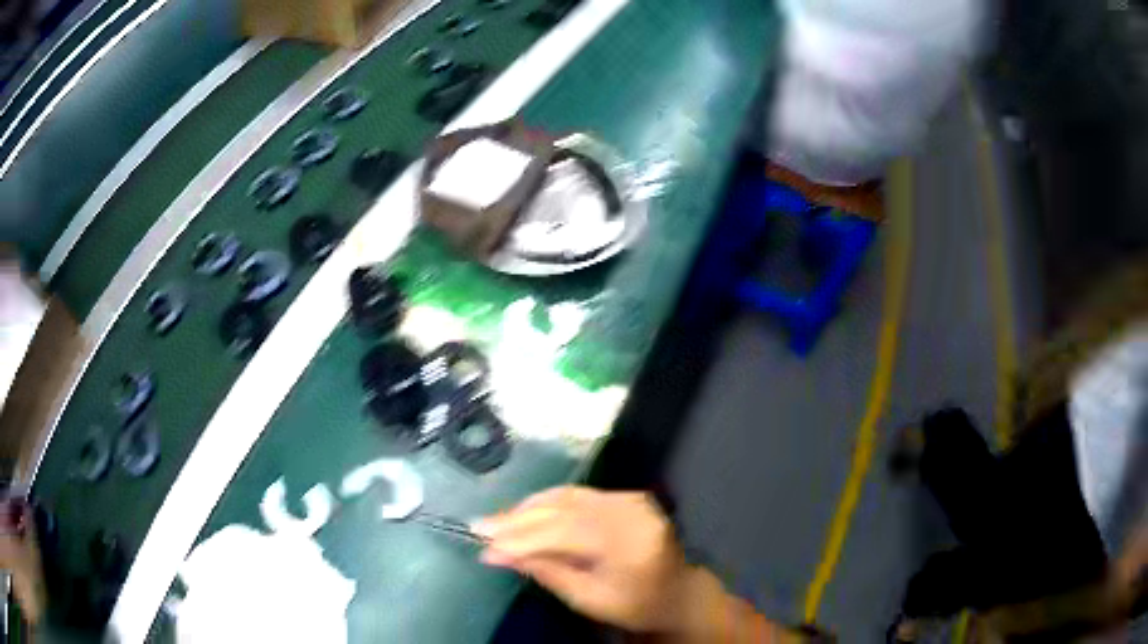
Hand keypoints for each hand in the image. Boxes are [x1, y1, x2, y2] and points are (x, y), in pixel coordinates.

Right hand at [473, 486, 692, 631]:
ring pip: (568, 497)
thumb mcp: (587, 599)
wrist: (677, 593)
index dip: (521, 538)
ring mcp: (631, 500)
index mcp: (628, 543)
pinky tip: (526, 510)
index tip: (484, 545)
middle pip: (564, 510)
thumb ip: (545, 572)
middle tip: (480, 527)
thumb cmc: (634, 605)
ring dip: (529, 508)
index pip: (564, 532)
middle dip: (518, 520)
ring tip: (496, 521)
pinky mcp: (628, 496)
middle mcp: (632, 512)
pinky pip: (580, 496)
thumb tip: (498, 554)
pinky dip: (549, 503)